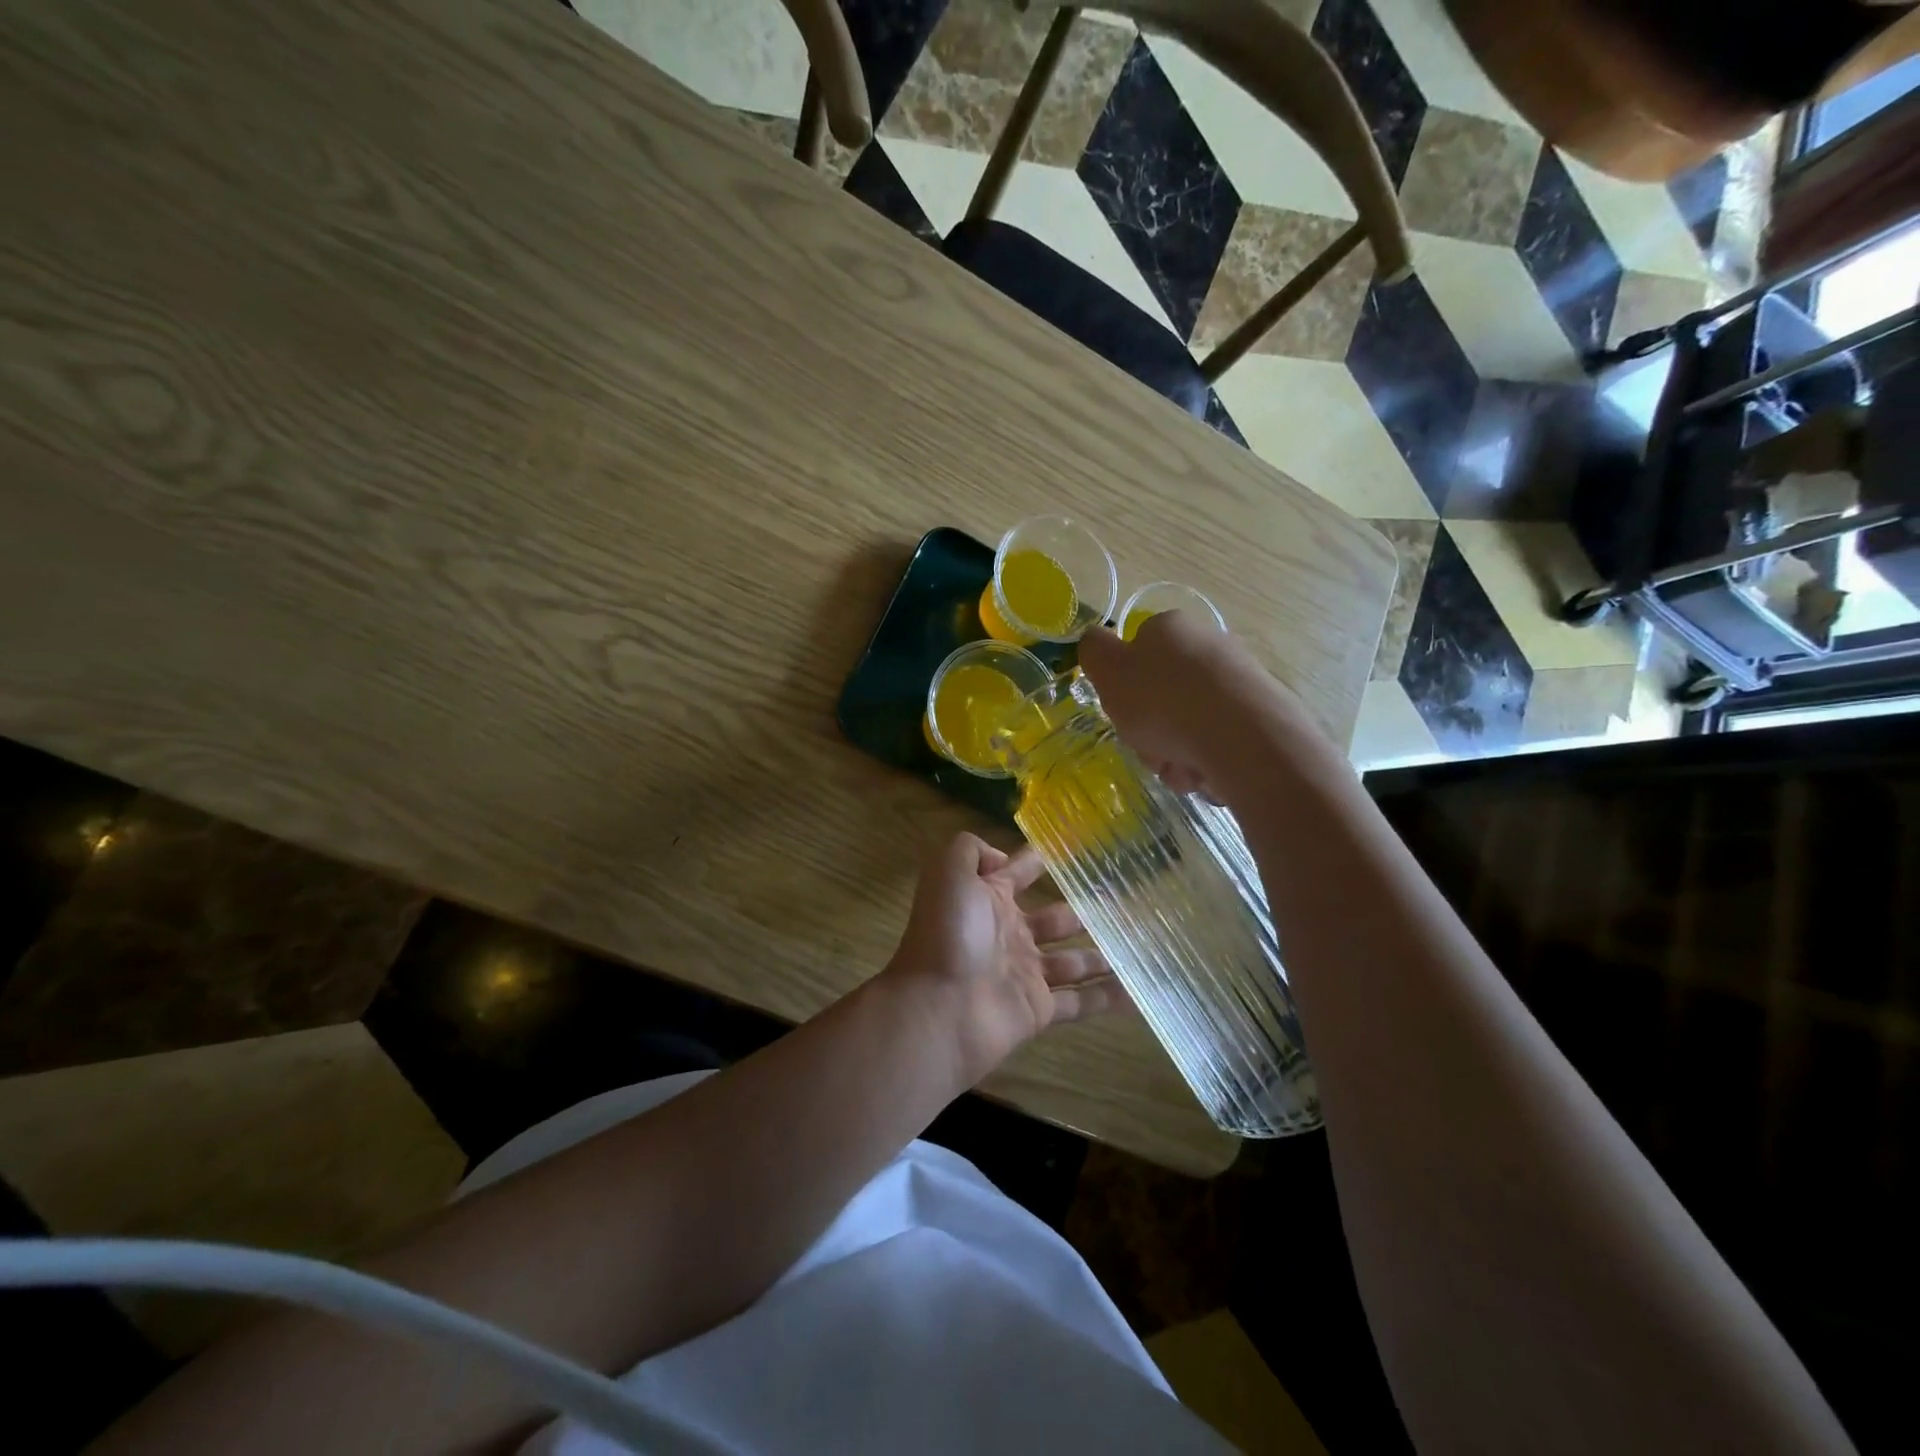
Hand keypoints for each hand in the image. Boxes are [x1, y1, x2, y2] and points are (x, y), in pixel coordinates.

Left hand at [883, 832, 1128, 1081]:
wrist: (938, 1008)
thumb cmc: (947, 934)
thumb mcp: (949, 873)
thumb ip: (970, 850)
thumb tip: (1002, 858)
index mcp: (988, 900)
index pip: (1019, 874)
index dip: (1040, 860)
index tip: (1075, 849)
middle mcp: (1009, 934)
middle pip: (1055, 919)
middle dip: (1084, 910)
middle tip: (1125, 901)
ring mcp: (1025, 974)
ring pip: (1073, 961)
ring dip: (1102, 954)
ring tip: (1142, 944)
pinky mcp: (1038, 1009)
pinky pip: (1080, 1002)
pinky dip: (1108, 998)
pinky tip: (1138, 992)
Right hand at [1076, 610, 1284, 796]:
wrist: (1243, 737)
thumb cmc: (1163, 700)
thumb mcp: (1108, 671)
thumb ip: (1094, 651)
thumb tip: (1097, 641)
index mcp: (1170, 629)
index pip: (1137, 654)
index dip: (1124, 688)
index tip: (1123, 713)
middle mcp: (1209, 644)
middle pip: (1163, 695)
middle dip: (1151, 730)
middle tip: (1150, 749)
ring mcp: (1240, 679)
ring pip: (1189, 723)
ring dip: (1176, 752)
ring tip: (1180, 769)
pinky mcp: (1262, 714)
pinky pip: (1219, 741)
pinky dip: (1206, 761)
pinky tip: (1205, 773)